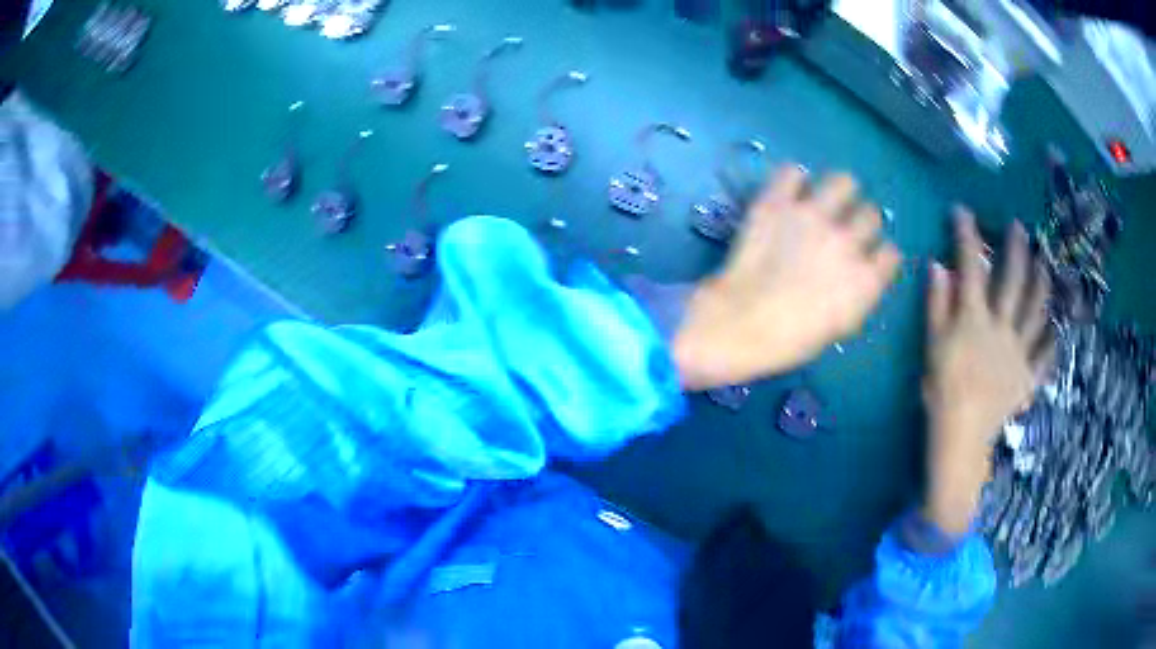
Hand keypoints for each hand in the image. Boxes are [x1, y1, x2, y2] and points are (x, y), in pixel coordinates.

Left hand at [672, 166, 900, 389]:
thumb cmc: (789, 340)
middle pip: (871, 214)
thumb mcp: (838, 327)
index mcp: (866, 280)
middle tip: (842, 229)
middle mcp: (848, 241)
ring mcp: (813, 217)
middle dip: (861, 221)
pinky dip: (792, 179)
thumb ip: (857, 294)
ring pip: (843, 182)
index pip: (891, 253)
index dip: (878, 255)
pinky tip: (788, 192)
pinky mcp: (778, 203)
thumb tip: (860, 274)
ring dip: (838, 191)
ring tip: (823, 201)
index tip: (866, 258)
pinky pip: (792, 172)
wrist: (740, 324)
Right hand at [921, 207, 1053, 534]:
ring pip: (1036, 311)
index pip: (971, 267)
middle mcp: (1002, 327)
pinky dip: (1052, 341)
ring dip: (1042, 283)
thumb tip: (938, 265)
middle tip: (1018, 227)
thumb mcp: (932, 346)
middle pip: (1013, 281)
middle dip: (1015, 249)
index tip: (962, 212)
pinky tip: (1057, 329)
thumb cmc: (941, 390)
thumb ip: (937, 305)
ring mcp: (1020, 351)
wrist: (961, 437)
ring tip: (1045, 263)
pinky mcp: (1028, 376)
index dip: (967, 236)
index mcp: (975, 319)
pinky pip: (1045, 355)